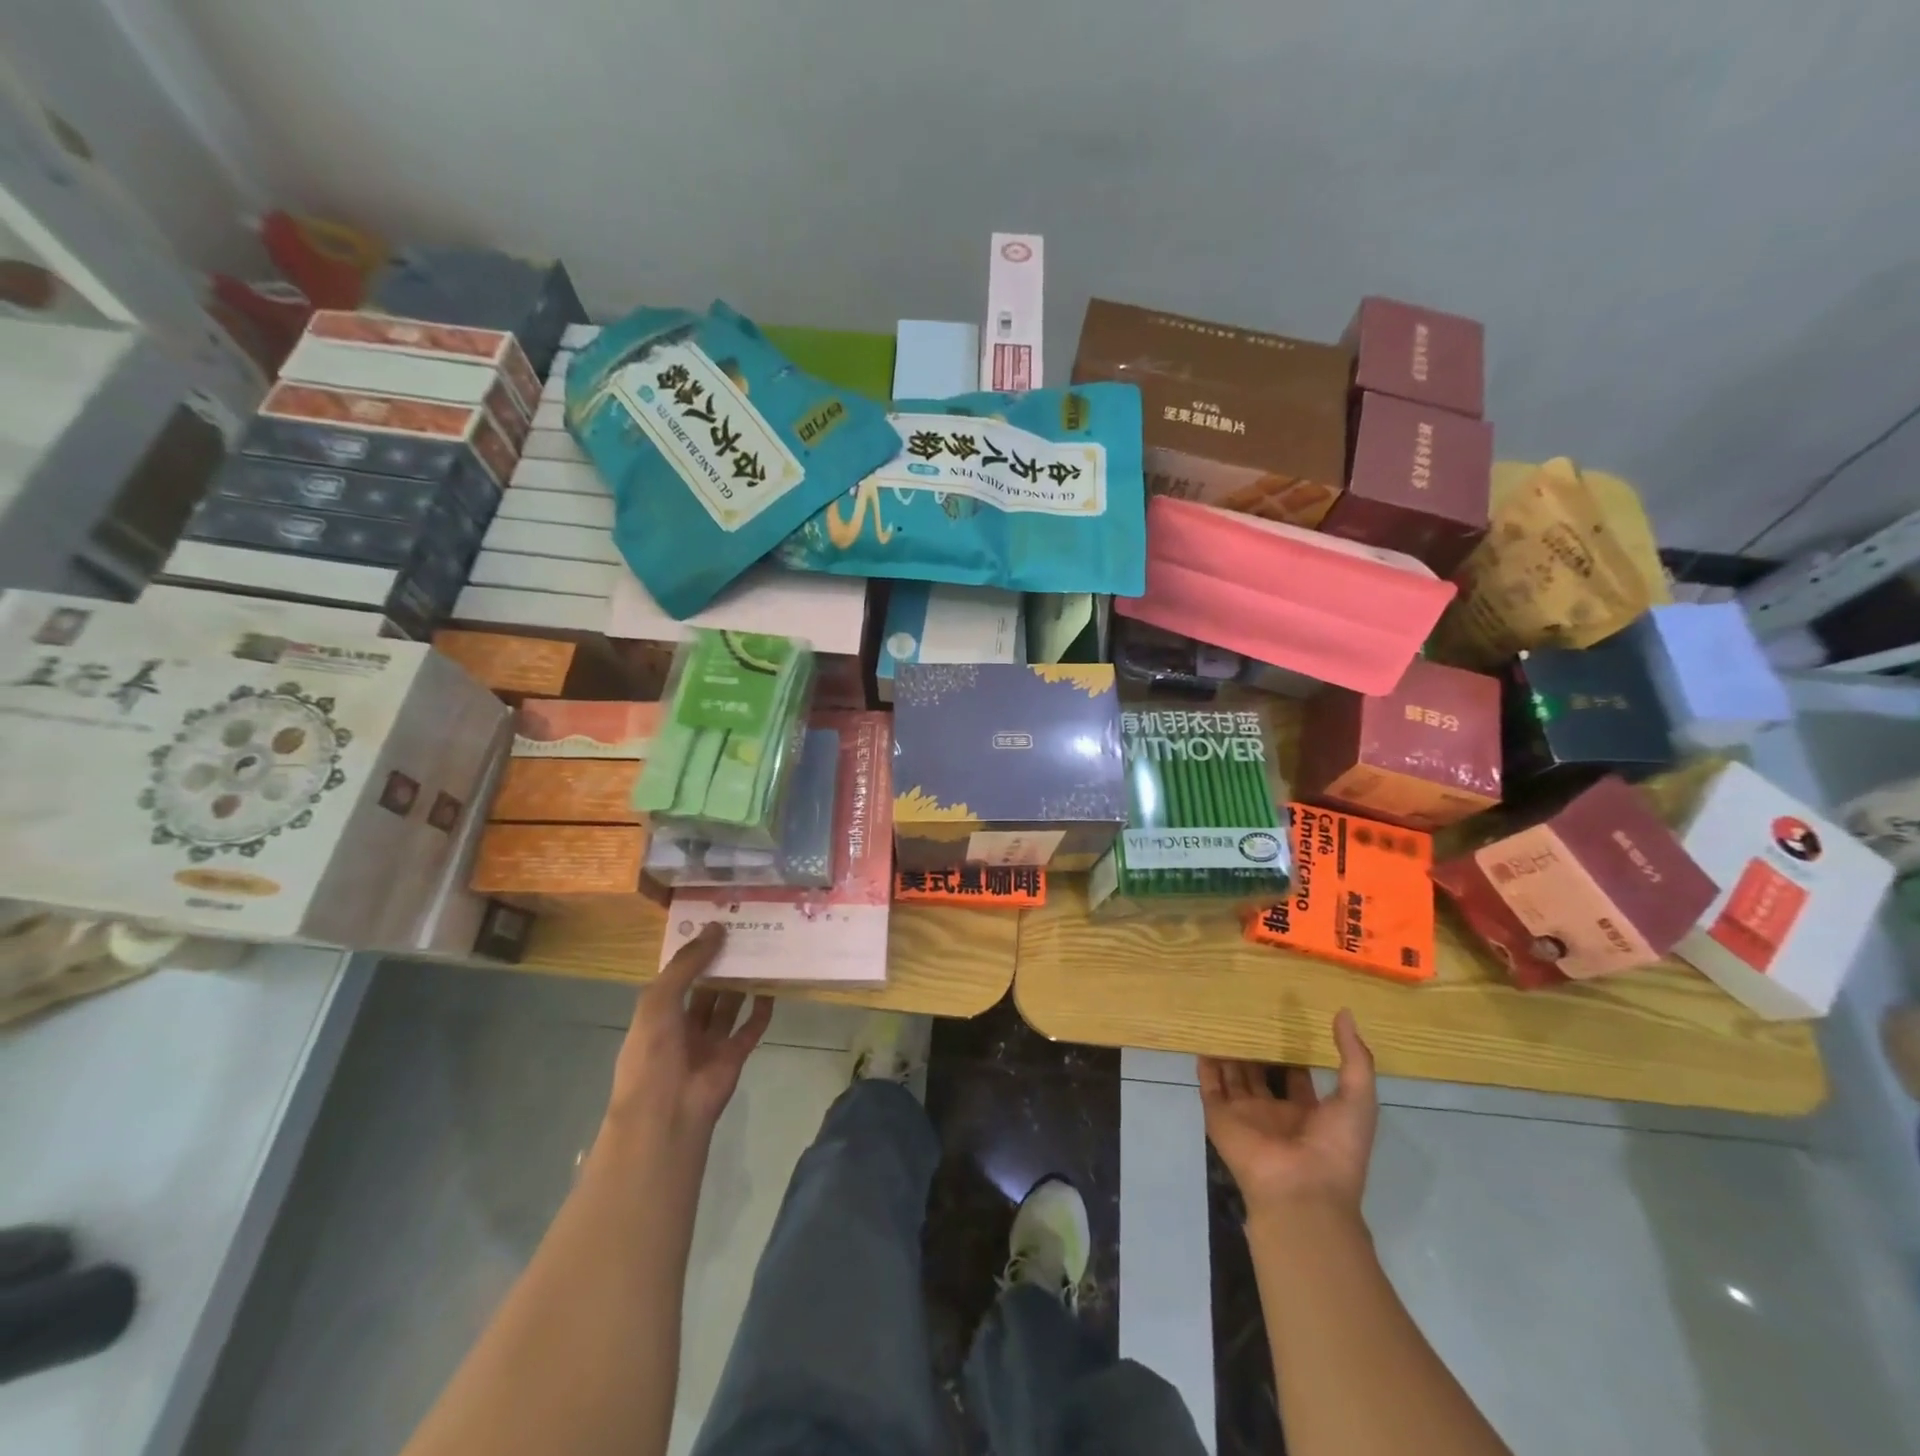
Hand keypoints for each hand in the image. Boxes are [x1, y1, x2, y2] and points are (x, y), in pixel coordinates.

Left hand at [602, 923, 772, 1152]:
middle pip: (706, 988)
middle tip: (746, 934)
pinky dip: (762, 1010)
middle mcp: (683, 1026)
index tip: (717, 924)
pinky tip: (773, 988)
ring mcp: (710, 1042)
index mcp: (658, 1013)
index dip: (695, 952)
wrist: (667, 1112)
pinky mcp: (734, 1056)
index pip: (679, 975)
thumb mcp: (659, 999)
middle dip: (723, 964)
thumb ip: (687, 964)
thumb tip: (716, 928)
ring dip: (742, 983)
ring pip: (729, 1005)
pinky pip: (751, 1028)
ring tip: (762, 953)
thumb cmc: (653, 1053)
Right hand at [1199, 1009, 1377, 1222]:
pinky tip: (1201, 1041)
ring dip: (1229, 1052)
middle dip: (1256, 1048)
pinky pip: (1209, 1086)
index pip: (1297, 1077)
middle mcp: (1275, 1112)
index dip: (1293, 1052)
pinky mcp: (1220, 1116)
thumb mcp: (1358, 1099)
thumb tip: (1345, 1013)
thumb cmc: (1336, 1147)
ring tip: (1221, 1019)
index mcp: (1309, 1113)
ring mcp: (1246, 1115)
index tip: (1285, 1021)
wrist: (1301, 1190)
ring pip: (1233, 1076)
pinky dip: (1204, 1066)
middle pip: (1261, 1074)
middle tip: (1248, 1013)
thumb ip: (1354, 1058)